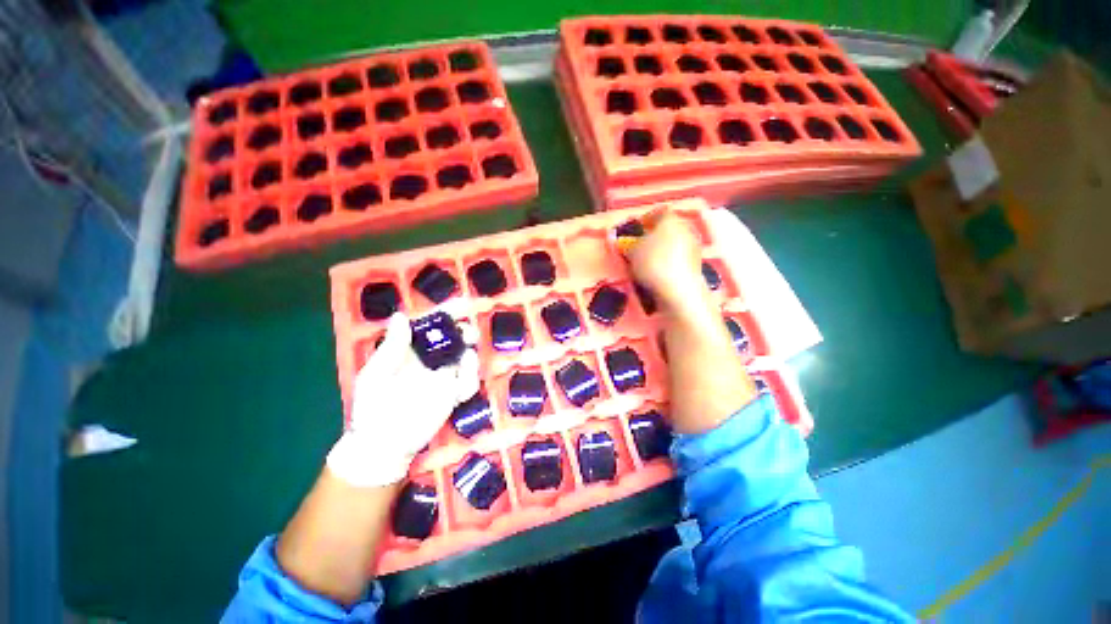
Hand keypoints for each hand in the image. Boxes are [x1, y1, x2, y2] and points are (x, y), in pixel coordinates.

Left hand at [327, 310, 479, 486]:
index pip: (430, 327)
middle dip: (464, 331)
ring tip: (468, 352)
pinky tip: (463, 378)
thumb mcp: (375, 375)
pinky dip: (471, 377)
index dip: (445, 314)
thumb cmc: (372, 407)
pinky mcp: (453, 395)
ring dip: (470, 352)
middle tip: (468, 331)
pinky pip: (469, 382)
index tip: (461, 305)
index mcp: (410, 351)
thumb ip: (391, 347)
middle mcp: (430, 360)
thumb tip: (401, 316)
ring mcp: (444, 377)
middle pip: (453, 339)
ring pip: (465, 357)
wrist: (382, 444)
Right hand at [628, 210, 706, 312]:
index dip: (645, 219)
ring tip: (645, 262)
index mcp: (671, 220)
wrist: (678, 290)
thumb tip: (623, 242)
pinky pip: (677, 258)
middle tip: (638, 245)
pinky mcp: (696, 265)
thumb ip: (626, 244)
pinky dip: (667, 262)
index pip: (658, 212)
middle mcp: (686, 229)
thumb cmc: (653, 263)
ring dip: (660, 250)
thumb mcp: (632, 252)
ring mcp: (693, 247)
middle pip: (667, 228)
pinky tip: (657, 272)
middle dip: (653, 236)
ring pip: (673, 243)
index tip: (634, 229)